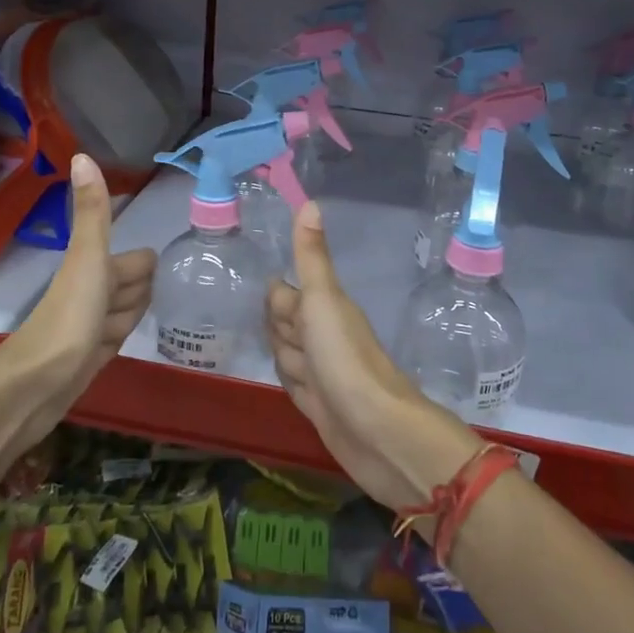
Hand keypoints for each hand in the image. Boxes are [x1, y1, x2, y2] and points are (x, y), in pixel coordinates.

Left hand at [0, 154, 155, 446]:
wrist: (36, 385)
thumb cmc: (69, 315)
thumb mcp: (88, 258)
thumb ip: (93, 211)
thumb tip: (82, 153)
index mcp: (94, 267)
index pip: (138, 261)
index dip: (144, 270)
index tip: (156, 279)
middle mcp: (92, 293)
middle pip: (133, 286)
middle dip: (141, 295)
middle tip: (139, 307)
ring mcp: (90, 326)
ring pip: (124, 313)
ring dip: (130, 319)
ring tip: (125, 331)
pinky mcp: (88, 358)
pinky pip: (114, 339)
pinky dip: (121, 337)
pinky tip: (121, 344)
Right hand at [267, 202, 481, 511]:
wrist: (376, 431)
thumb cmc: (346, 358)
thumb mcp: (323, 300)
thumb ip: (311, 257)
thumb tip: (309, 201)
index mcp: (324, 310)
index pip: (287, 295)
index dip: (276, 296)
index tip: (257, 286)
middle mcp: (324, 338)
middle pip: (288, 325)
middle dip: (275, 323)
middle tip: (257, 322)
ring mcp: (322, 374)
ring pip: (291, 355)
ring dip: (281, 353)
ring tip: (272, 350)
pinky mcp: (319, 407)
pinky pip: (296, 385)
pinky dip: (289, 381)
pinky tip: (286, 380)